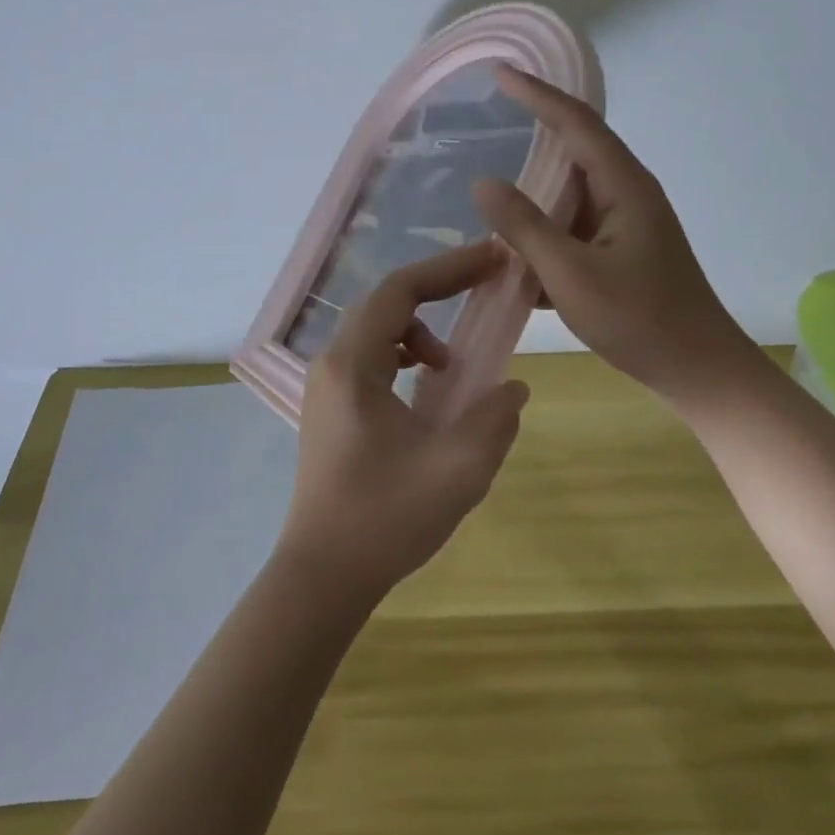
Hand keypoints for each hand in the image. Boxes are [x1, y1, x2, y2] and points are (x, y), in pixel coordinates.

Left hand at [280, 240, 529, 602]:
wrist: (322, 576)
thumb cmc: (385, 518)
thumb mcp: (457, 469)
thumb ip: (494, 418)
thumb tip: (512, 388)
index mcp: (353, 364)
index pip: (401, 290)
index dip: (449, 267)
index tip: (492, 258)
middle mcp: (332, 363)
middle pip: (386, 303)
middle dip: (438, 290)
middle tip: (484, 287)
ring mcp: (326, 387)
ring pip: (376, 331)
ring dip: (419, 331)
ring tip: (451, 368)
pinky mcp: (330, 409)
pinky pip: (370, 360)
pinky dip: (404, 358)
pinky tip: (426, 393)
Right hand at [472, 65, 769, 403]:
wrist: (700, 372)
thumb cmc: (640, 320)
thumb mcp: (571, 274)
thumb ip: (525, 226)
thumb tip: (483, 182)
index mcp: (624, 186)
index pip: (576, 123)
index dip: (537, 94)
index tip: (500, 72)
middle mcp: (628, 192)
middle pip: (577, 147)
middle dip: (536, 129)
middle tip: (489, 116)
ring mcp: (628, 222)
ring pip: (574, 189)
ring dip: (538, 187)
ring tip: (494, 187)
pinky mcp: (624, 249)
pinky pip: (577, 223)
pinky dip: (548, 226)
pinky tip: (518, 246)